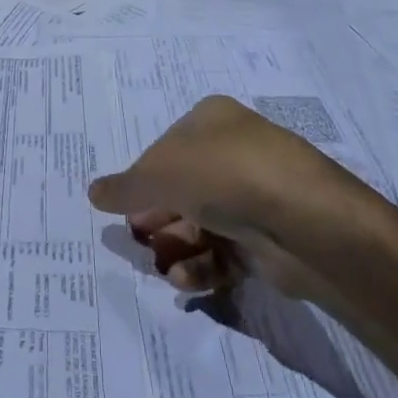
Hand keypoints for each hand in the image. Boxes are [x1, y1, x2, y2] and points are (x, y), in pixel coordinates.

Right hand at [88, 94, 357, 297]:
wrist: (304, 220)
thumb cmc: (224, 175)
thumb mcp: (160, 174)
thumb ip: (125, 187)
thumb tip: (93, 193)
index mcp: (211, 119)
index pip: (165, 149)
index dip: (142, 179)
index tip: (125, 208)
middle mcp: (234, 151)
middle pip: (182, 188)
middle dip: (157, 218)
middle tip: (139, 241)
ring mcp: (254, 194)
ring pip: (202, 222)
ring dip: (177, 245)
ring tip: (163, 267)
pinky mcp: (269, 237)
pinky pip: (225, 250)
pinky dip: (202, 264)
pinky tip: (186, 278)